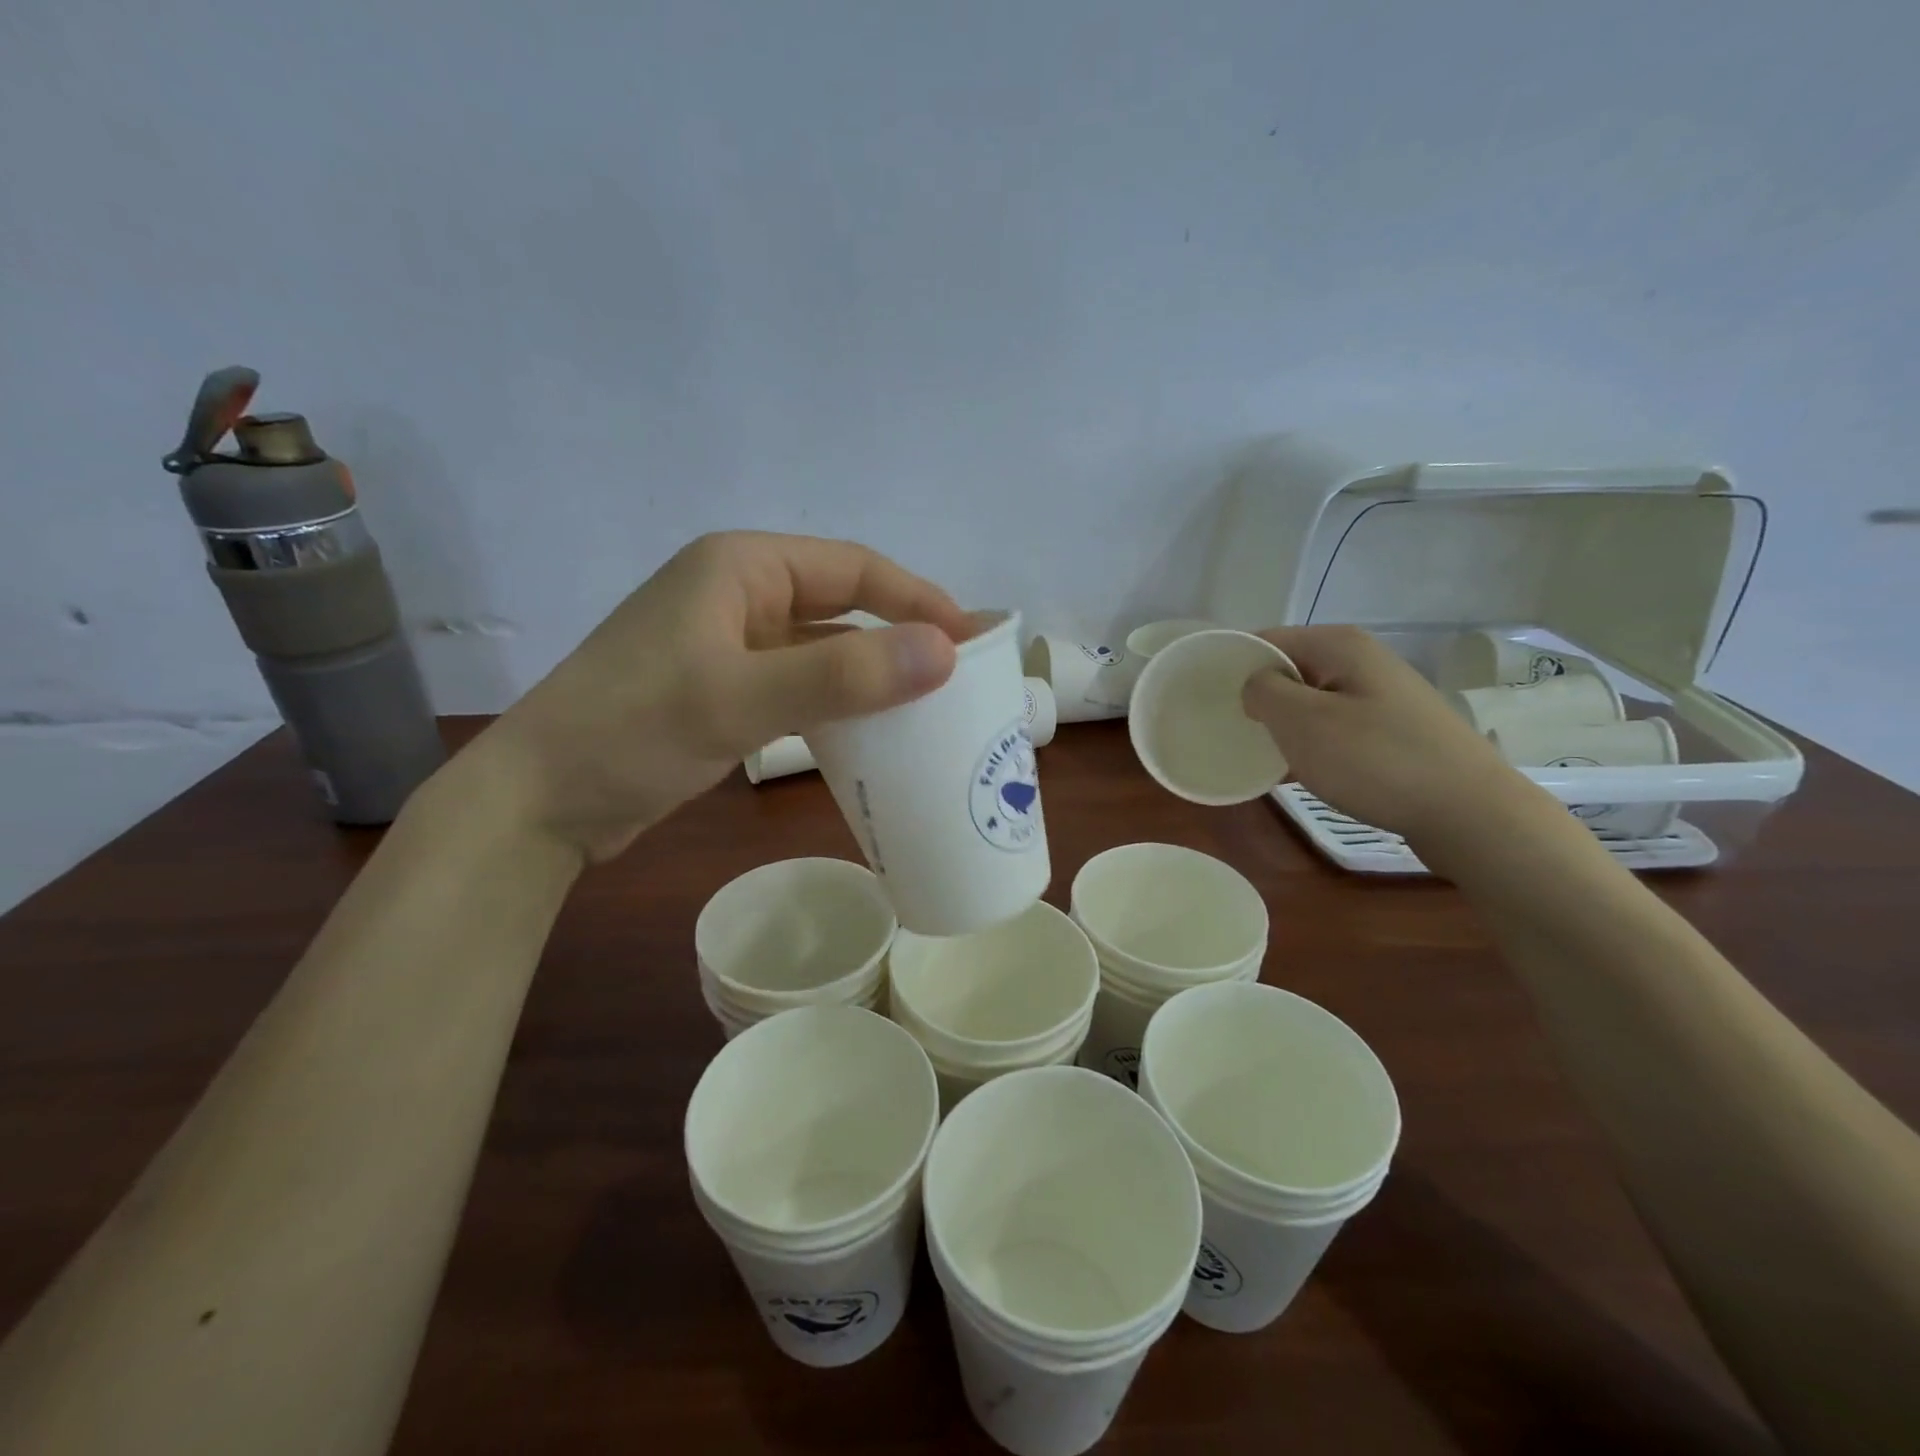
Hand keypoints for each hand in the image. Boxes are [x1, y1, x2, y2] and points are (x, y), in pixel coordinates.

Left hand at [469, 532, 974, 861]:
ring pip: (825, 649)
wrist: (543, 800)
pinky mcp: (726, 688)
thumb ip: (843, 675)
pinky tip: (872, 733)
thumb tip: (943, 652)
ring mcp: (731, 643)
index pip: (854, 569)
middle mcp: (740, 593)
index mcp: (741, 567)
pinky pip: (802, 685)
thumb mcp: (742, 698)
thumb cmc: (634, 731)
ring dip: (874, 673)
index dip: (918, 599)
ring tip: (931, 706)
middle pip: (843, 605)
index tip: (973, 639)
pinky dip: (840, 703)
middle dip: (902, 636)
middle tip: (961, 675)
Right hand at [1240, 626, 1530, 845]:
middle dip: (1257, 700)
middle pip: (1289, 671)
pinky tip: (1296, 775)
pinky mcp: (1393, 731)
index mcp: (1338, 645)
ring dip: (1283, 728)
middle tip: (1230, 734)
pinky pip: (1335, 728)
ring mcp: (1381, 697)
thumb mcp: (1301, 721)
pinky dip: (1311, 746)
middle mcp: (1362, 661)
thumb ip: (1262, 691)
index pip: (1265, 640)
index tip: (1207, 701)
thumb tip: (1255, 686)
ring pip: (1311, 703)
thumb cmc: (1375, 760)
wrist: (1468, 813)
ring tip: (1258, 758)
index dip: (1233, 667)